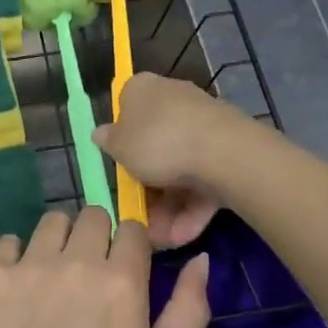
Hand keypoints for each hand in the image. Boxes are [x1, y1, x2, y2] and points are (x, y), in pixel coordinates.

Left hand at [0, 207, 210, 327]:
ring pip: (52, 221)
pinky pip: (8, 241)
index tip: (125, 270)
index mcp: (122, 281)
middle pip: (93, 215)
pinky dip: (15, 255)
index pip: (133, 229)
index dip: (132, 247)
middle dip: (97, 237)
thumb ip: (188, 310)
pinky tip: (18, 285)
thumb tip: (199, 259)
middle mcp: (77, 261)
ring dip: (59, 240)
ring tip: (53, 275)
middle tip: (89, 274)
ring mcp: (31, 265)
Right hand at [95, 74, 244, 246]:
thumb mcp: (119, 145)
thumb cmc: (157, 141)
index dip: (121, 139)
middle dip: (147, 186)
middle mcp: (173, 100)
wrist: (221, 152)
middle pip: (154, 145)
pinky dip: (191, 208)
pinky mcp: (226, 151)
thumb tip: (100, 133)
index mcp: (143, 89)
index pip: (127, 107)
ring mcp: (203, 126)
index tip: (119, 167)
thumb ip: (108, 141)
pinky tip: (182, 235)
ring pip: (179, 169)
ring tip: (161, 238)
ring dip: (168, 207)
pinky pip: (202, 181)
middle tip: (139, 215)